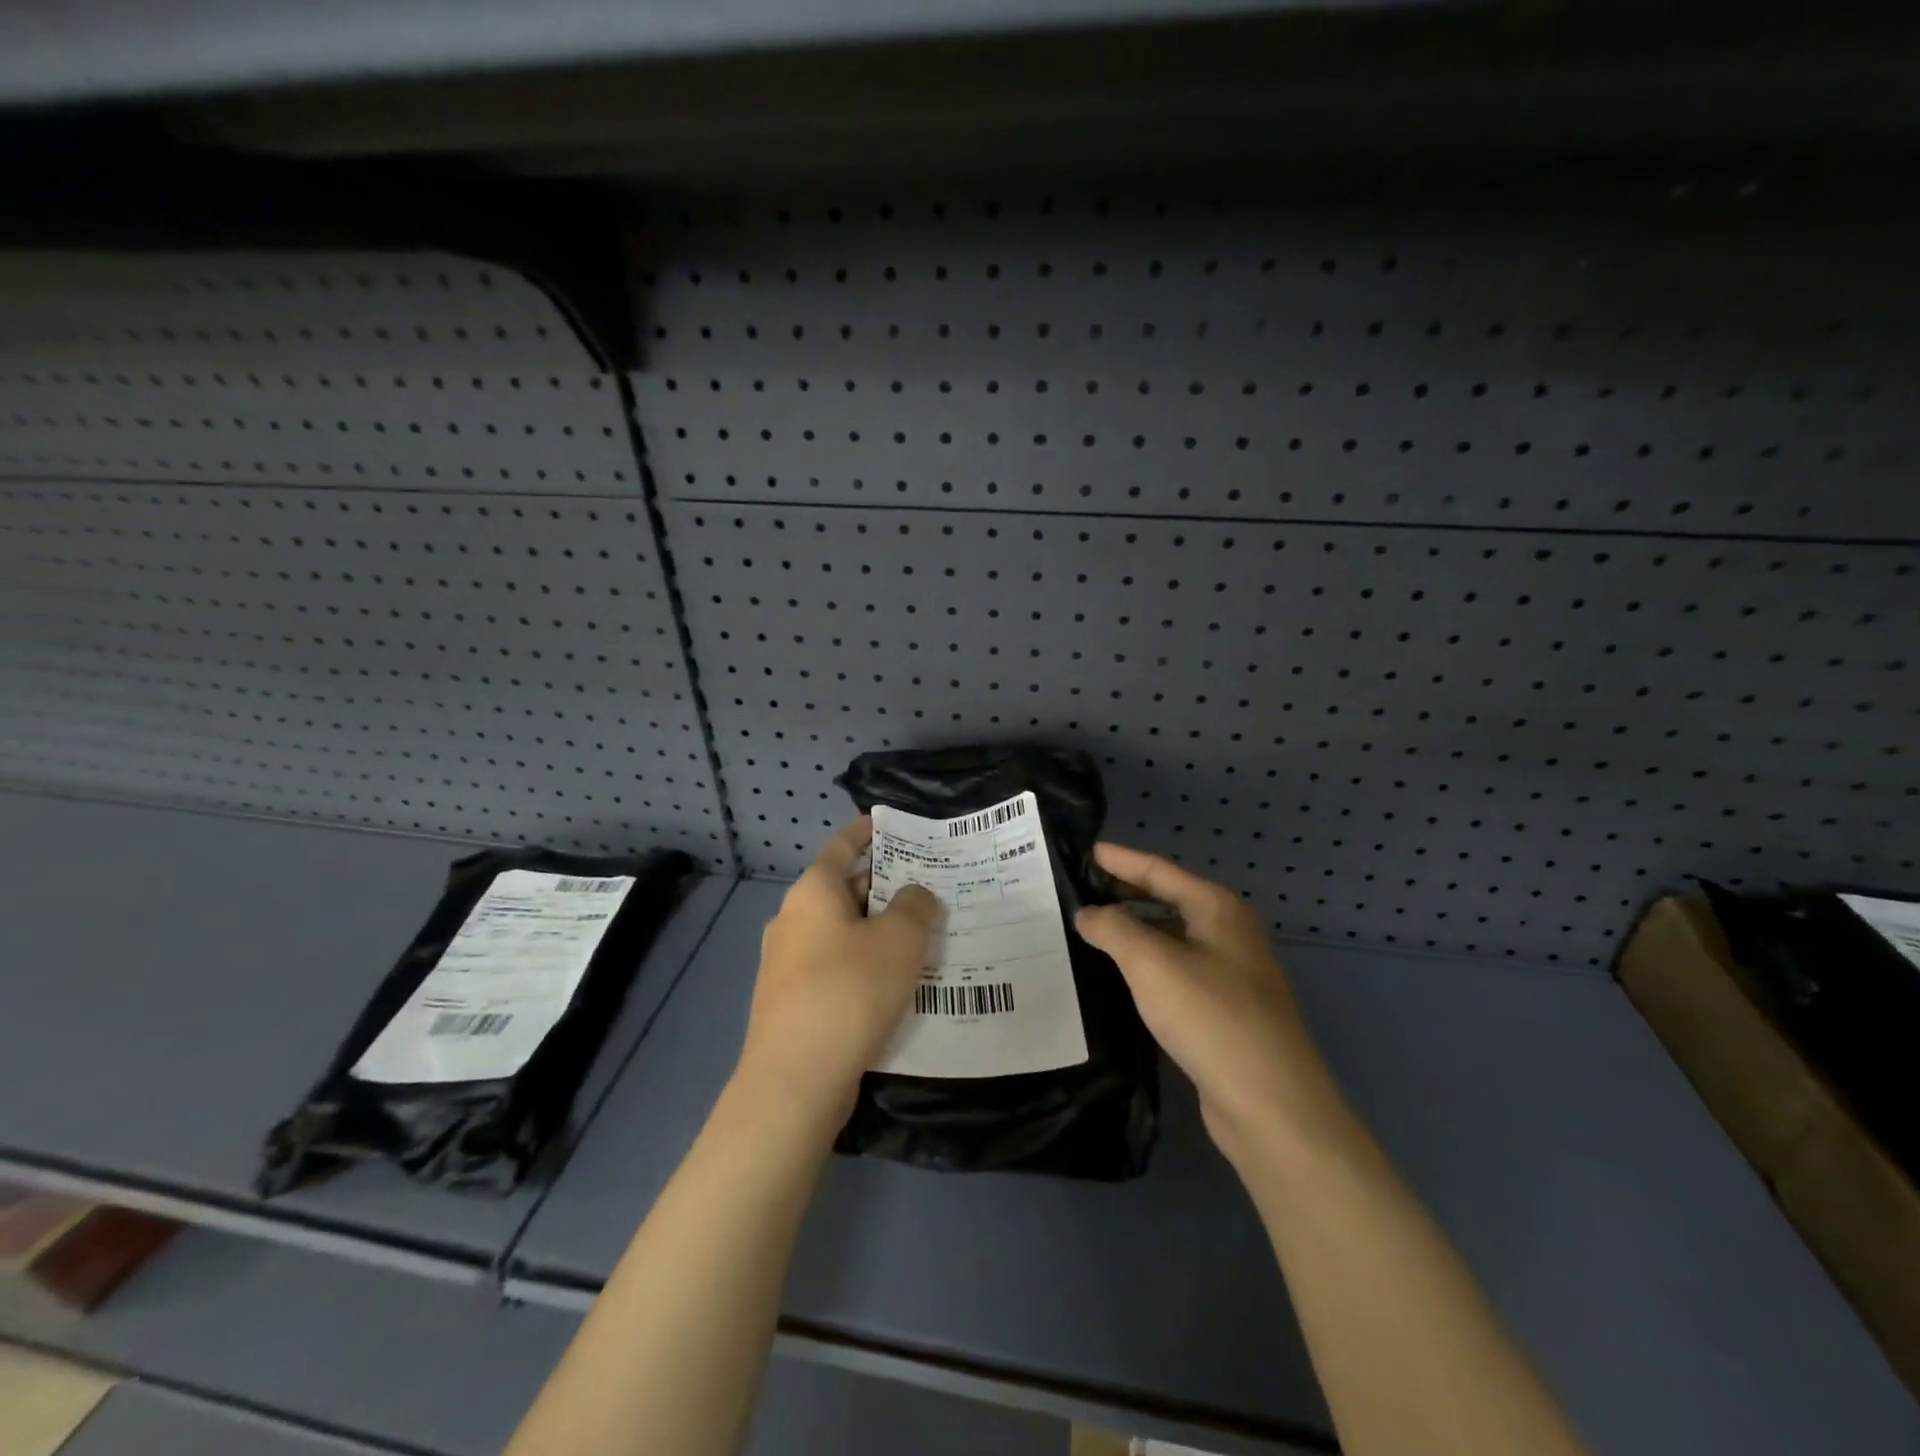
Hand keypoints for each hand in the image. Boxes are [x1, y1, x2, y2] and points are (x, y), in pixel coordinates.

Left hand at [738, 818, 939, 1123]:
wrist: (795, 1081)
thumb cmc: (850, 991)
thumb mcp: (900, 940)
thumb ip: (916, 906)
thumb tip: (914, 895)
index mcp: (812, 892)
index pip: (842, 847)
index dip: (867, 832)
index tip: (891, 826)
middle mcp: (793, 920)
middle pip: (843, 890)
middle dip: (884, 887)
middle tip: (928, 889)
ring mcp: (786, 963)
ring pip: (841, 932)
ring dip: (877, 930)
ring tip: (921, 937)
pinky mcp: (791, 1002)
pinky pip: (834, 967)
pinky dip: (863, 964)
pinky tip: (894, 983)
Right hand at [1074, 843, 1348, 1169]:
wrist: (1271, 1104)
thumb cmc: (1211, 1016)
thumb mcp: (1151, 963)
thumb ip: (1113, 928)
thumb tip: (1088, 913)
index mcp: (1218, 908)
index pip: (1159, 870)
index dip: (1121, 859)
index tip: (1086, 851)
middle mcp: (1229, 932)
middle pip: (1168, 899)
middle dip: (1126, 892)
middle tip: (1081, 889)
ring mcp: (1231, 972)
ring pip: (1172, 937)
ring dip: (1134, 930)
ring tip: (1091, 929)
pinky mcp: (1224, 1009)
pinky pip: (1176, 970)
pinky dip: (1146, 964)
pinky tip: (1120, 975)